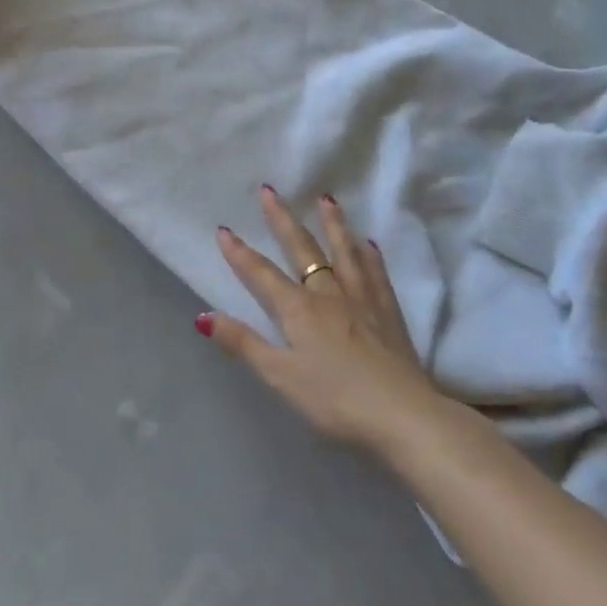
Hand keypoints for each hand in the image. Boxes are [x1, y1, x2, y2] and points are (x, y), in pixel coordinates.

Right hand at [205, 186, 437, 452]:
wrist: (403, 414)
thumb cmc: (335, 400)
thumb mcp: (280, 377)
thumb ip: (244, 344)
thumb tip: (203, 316)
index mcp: (299, 310)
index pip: (262, 274)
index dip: (240, 253)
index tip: (223, 229)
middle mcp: (329, 294)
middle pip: (302, 250)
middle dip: (282, 220)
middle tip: (270, 190)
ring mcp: (363, 300)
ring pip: (344, 253)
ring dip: (332, 224)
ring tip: (326, 199)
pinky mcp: (389, 313)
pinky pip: (376, 274)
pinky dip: (370, 256)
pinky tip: (369, 244)